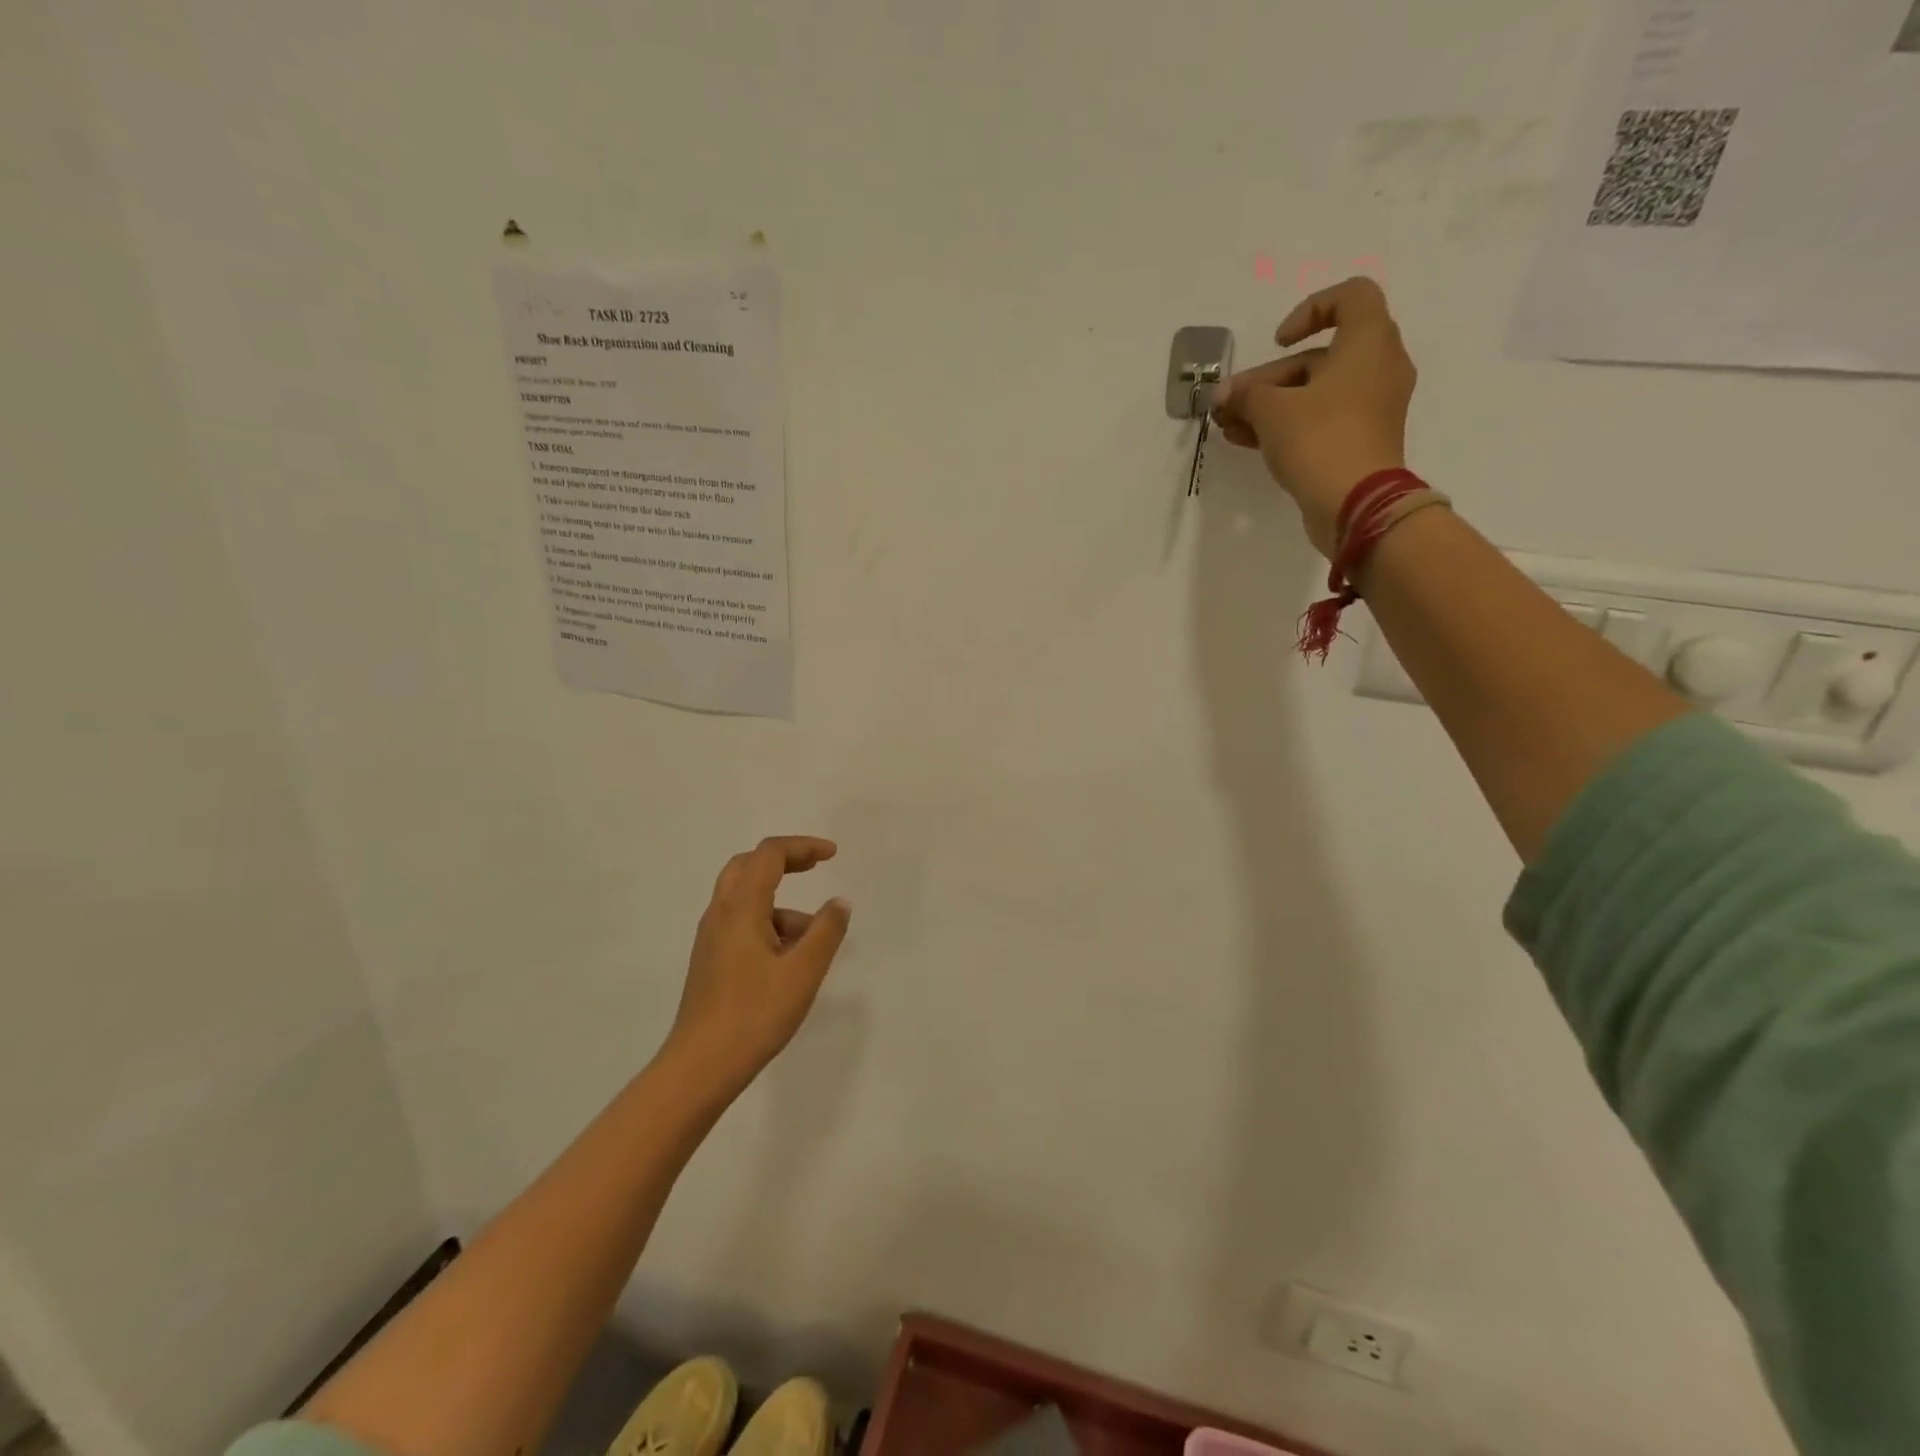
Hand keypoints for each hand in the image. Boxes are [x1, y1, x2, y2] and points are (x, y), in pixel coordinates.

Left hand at [663, 836, 852, 1096]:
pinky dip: (769, 924)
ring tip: (814, 939)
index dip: (802, 846)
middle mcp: (720, 914)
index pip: (769, 855)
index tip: (832, 855)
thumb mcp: (803, 972)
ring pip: (745, 898)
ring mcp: (711, 938)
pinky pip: (741, 923)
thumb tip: (838, 903)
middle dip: (784, 860)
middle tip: (815, 867)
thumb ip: (826, 931)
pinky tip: (790, 960)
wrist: (700, 1067)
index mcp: (741, 908)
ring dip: (780, 902)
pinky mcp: (711, 960)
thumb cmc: (755, 1014)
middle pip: (748, 866)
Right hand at [1212, 277, 1418, 557]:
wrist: (1356, 504)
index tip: (1278, 342)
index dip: (1309, 310)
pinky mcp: (1360, 440)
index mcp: (1368, 342)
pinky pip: (1320, 420)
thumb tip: (1225, 395)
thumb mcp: (1271, 410)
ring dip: (1269, 405)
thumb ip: (1245, 395)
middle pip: (1318, 357)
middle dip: (1267, 379)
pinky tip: (1246, 440)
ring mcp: (1371, 408)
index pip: (1350, 297)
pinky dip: (1287, 424)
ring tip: (1228, 426)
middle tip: (1229, 403)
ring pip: (1314, 393)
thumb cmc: (1319, 439)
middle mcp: (1378, 368)